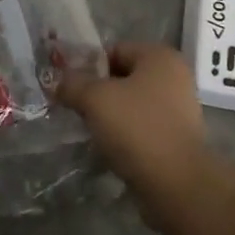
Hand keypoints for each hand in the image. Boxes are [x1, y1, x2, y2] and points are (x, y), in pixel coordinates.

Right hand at [56, 42, 212, 222]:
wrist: (177, 185)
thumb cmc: (137, 129)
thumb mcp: (95, 99)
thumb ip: (72, 84)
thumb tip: (55, 81)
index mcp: (160, 57)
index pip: (114, 50)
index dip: (87, 65)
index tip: (67, 85)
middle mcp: (174, 77)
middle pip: (123, 76)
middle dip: (97, 91)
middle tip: (74, 107)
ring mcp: (179, 109)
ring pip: (132, 104)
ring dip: (109, 114)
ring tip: (88, 129)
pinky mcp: (177, 138)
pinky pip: (142, 127)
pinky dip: (124, 134)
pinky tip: (107, 147)